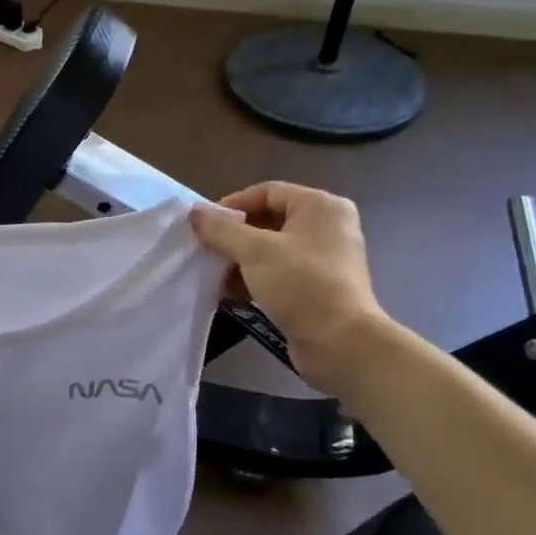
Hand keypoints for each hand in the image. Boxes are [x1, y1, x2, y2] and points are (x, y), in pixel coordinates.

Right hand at [192, 182, 389, 396]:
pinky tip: (231, 292)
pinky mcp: (317, 286)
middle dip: (234, 236)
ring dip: (240, 259)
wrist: (340, 342)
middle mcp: (326, 226)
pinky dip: (255, 277)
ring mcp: (323, 258)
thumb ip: (222, 229)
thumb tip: (195, 213)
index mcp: (320, 207)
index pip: (267, 192)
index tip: (204, 225)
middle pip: (268, 219)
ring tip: (214, 273)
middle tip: (206, 249)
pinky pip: (279, 271)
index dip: (232, 205)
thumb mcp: (255, 251)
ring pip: (271, 249)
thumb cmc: (300, 285)